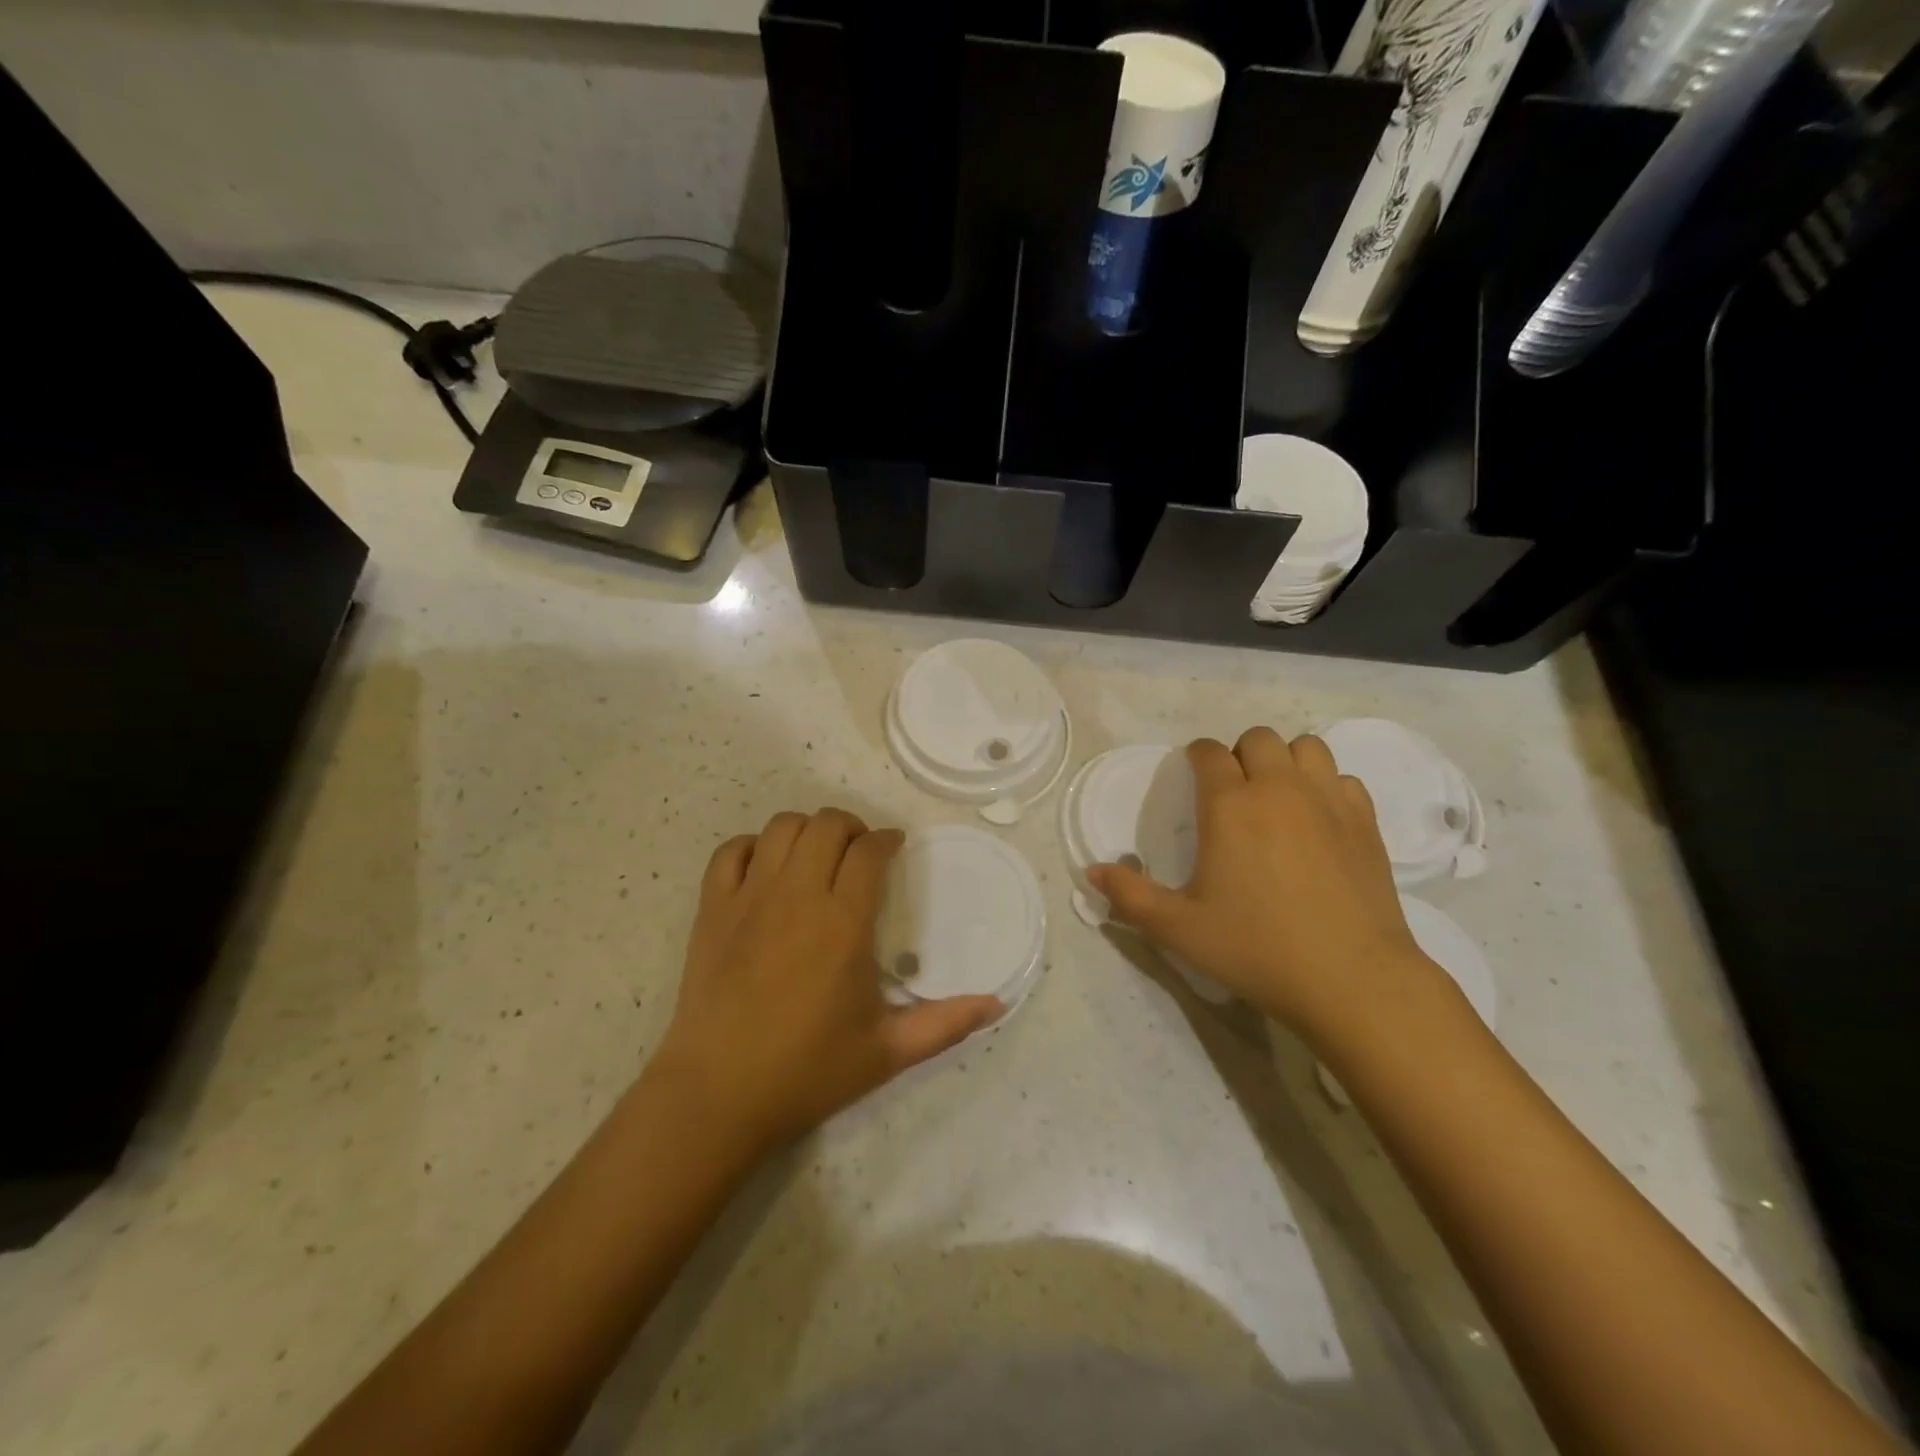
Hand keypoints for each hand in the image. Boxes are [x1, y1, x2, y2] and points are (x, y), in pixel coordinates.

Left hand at [655, 809, 1004, 1156]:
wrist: (719, 1095)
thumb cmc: (808, 1071)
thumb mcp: (888, 1052)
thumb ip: (946, 1024)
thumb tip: (998, 1005)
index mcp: (843, 924)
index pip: (869, 852)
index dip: (886, 840)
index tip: (895, 848)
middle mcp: (797, 897)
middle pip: (826, 825)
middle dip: (851, 827)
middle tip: (860, 853)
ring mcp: (749, 899)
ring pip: (780, 828)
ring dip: (806, 831)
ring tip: (817, 857)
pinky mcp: (712, 910)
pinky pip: (729, 852)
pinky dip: (752, 848)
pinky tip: (766, 870)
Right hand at [1089, 729, 1445, 1044]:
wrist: (1351, 979)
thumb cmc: (1256, 948)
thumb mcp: (1178, 928)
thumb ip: (1130, 895)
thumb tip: (1092, 872)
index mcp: (1230, 805)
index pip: (1208, 752)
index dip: (1196, 755)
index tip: (1192, 773)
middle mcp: (1278, 788)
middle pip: (1258, 739)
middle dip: (1240, 754)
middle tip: (1233, 791)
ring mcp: (1328, 801)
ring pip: (1306, 748)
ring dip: (1286, 761)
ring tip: (1277, 796)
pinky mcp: (1365, 822)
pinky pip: (1343, 779)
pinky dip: (1326, 786)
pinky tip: (1318, 819)